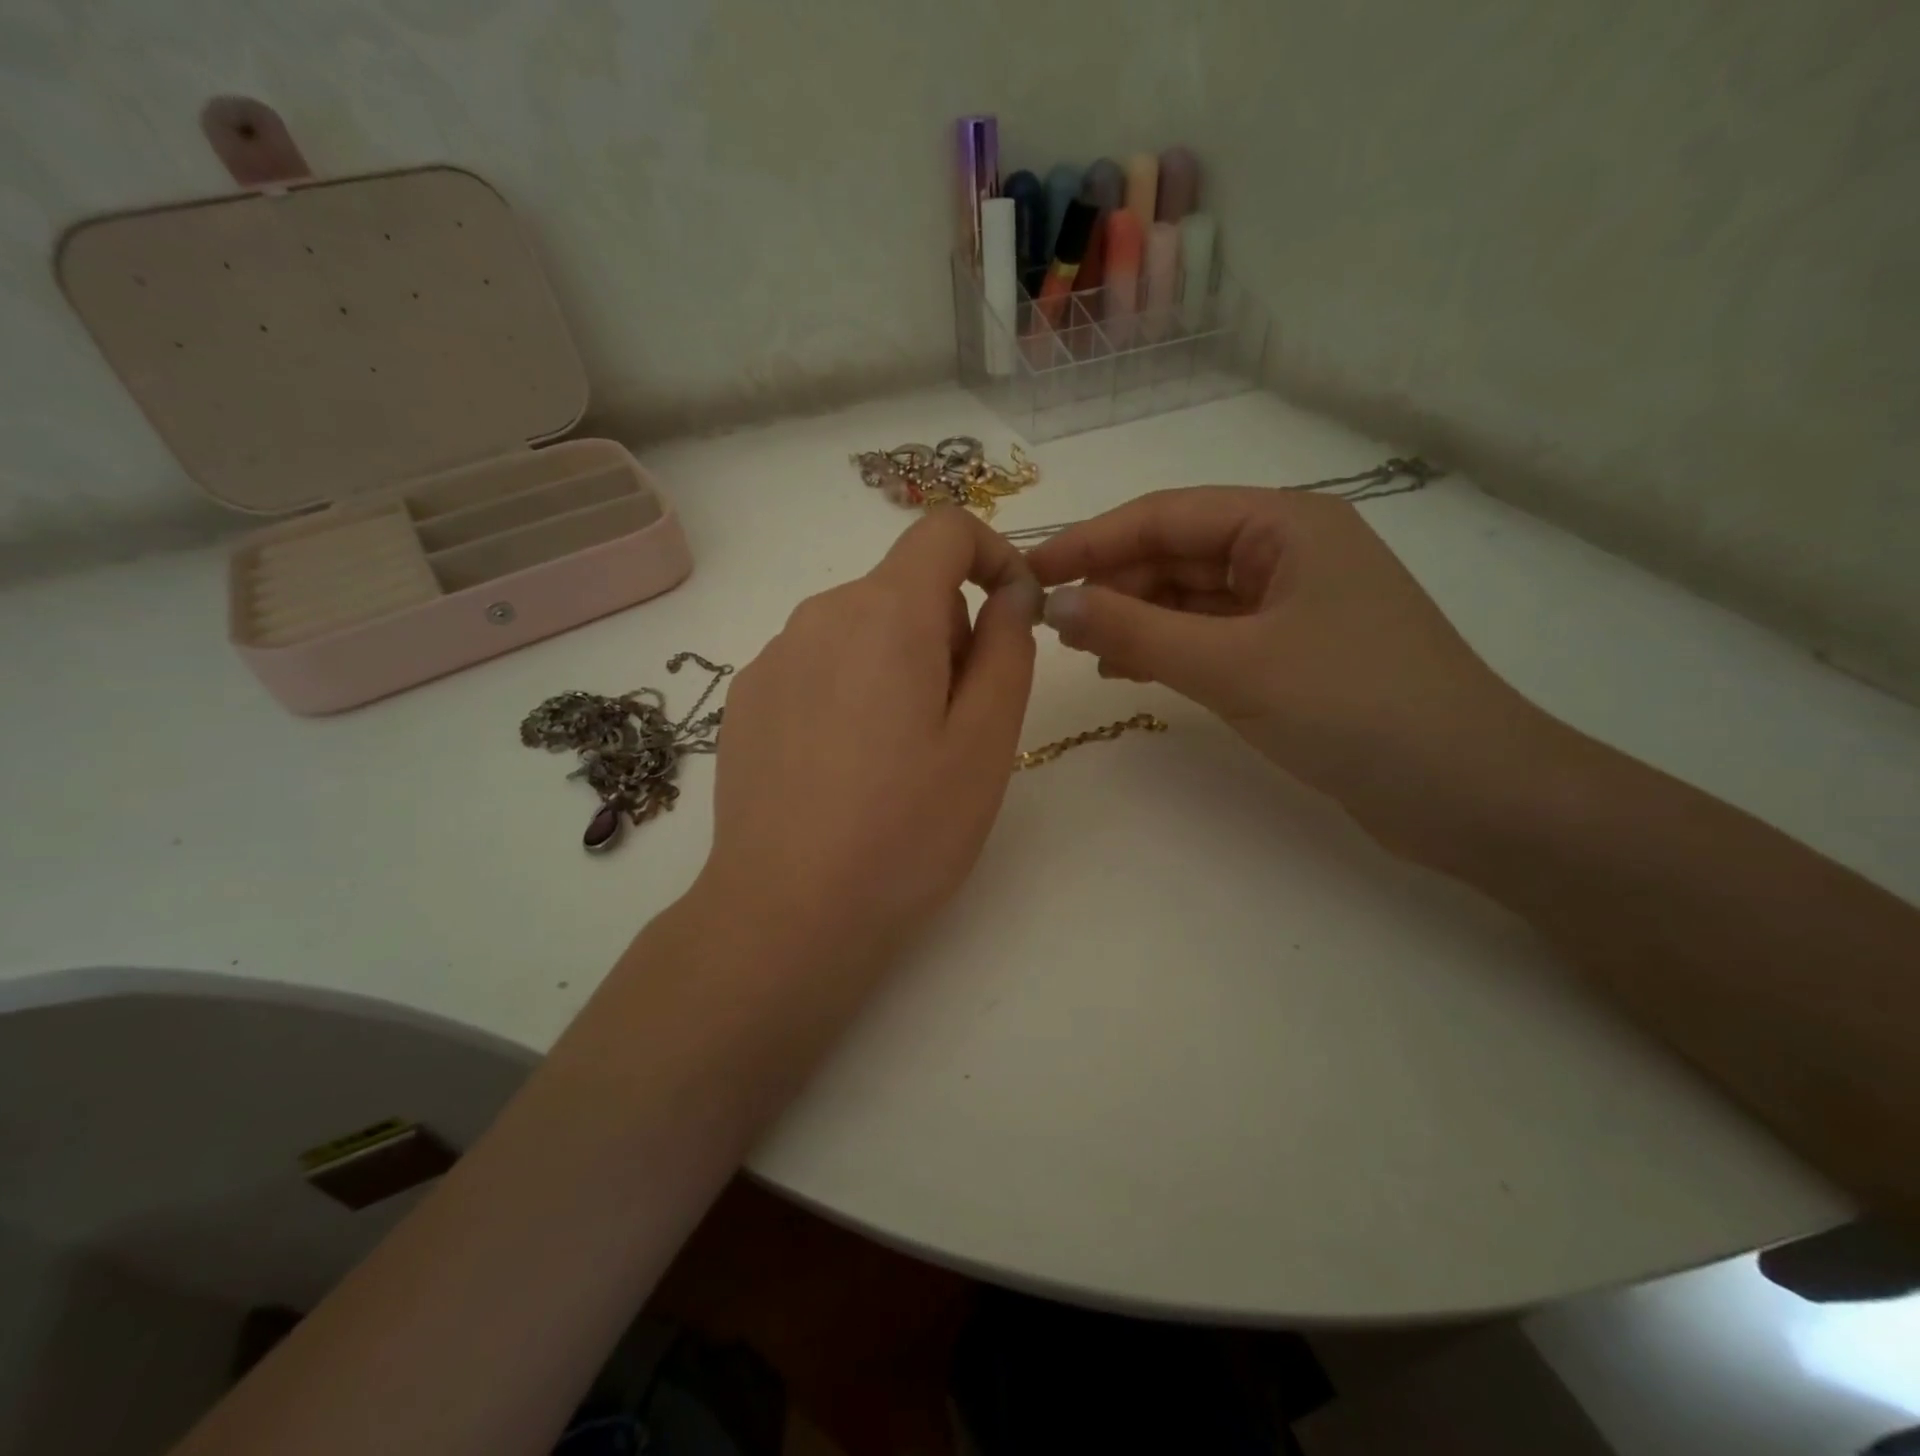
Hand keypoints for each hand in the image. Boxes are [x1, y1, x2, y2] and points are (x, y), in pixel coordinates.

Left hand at [702, 507, 1041, 965]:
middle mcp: (820, 615)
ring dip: (899, 664)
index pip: (945, 530)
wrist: (786, 913)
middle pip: (904, 587)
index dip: (991, 554)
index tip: (1013, 613)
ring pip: (861, 629)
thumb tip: (1010, 592)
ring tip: (901, 757)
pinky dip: (849, 690)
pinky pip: (818, 666)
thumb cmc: (906, 830)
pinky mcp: (746, 700)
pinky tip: (845, 769)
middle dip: (948, 632)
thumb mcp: (986, 741)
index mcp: (886, 614)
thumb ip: (1008, 648)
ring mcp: (773, 657)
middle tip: (958, 724)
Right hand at [1026, 487, 1559, 863]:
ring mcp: (1291, 604)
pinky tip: (1127, 668)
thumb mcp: (1232, 664)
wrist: (1468, 792)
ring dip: (1135, 617)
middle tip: (1050, 624)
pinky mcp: (1292, 652)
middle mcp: (1288, 550)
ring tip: (1080, 649)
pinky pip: (1211, 634)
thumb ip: (1136, 631)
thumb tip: (1055, 606)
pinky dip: (1167, 647)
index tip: (1029, 573)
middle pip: (1176, 553)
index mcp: (1285, 523)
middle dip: (1113, 584)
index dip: (1090, 543)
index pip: (1163, 516)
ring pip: (1190, 597)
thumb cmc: (1354, 707)